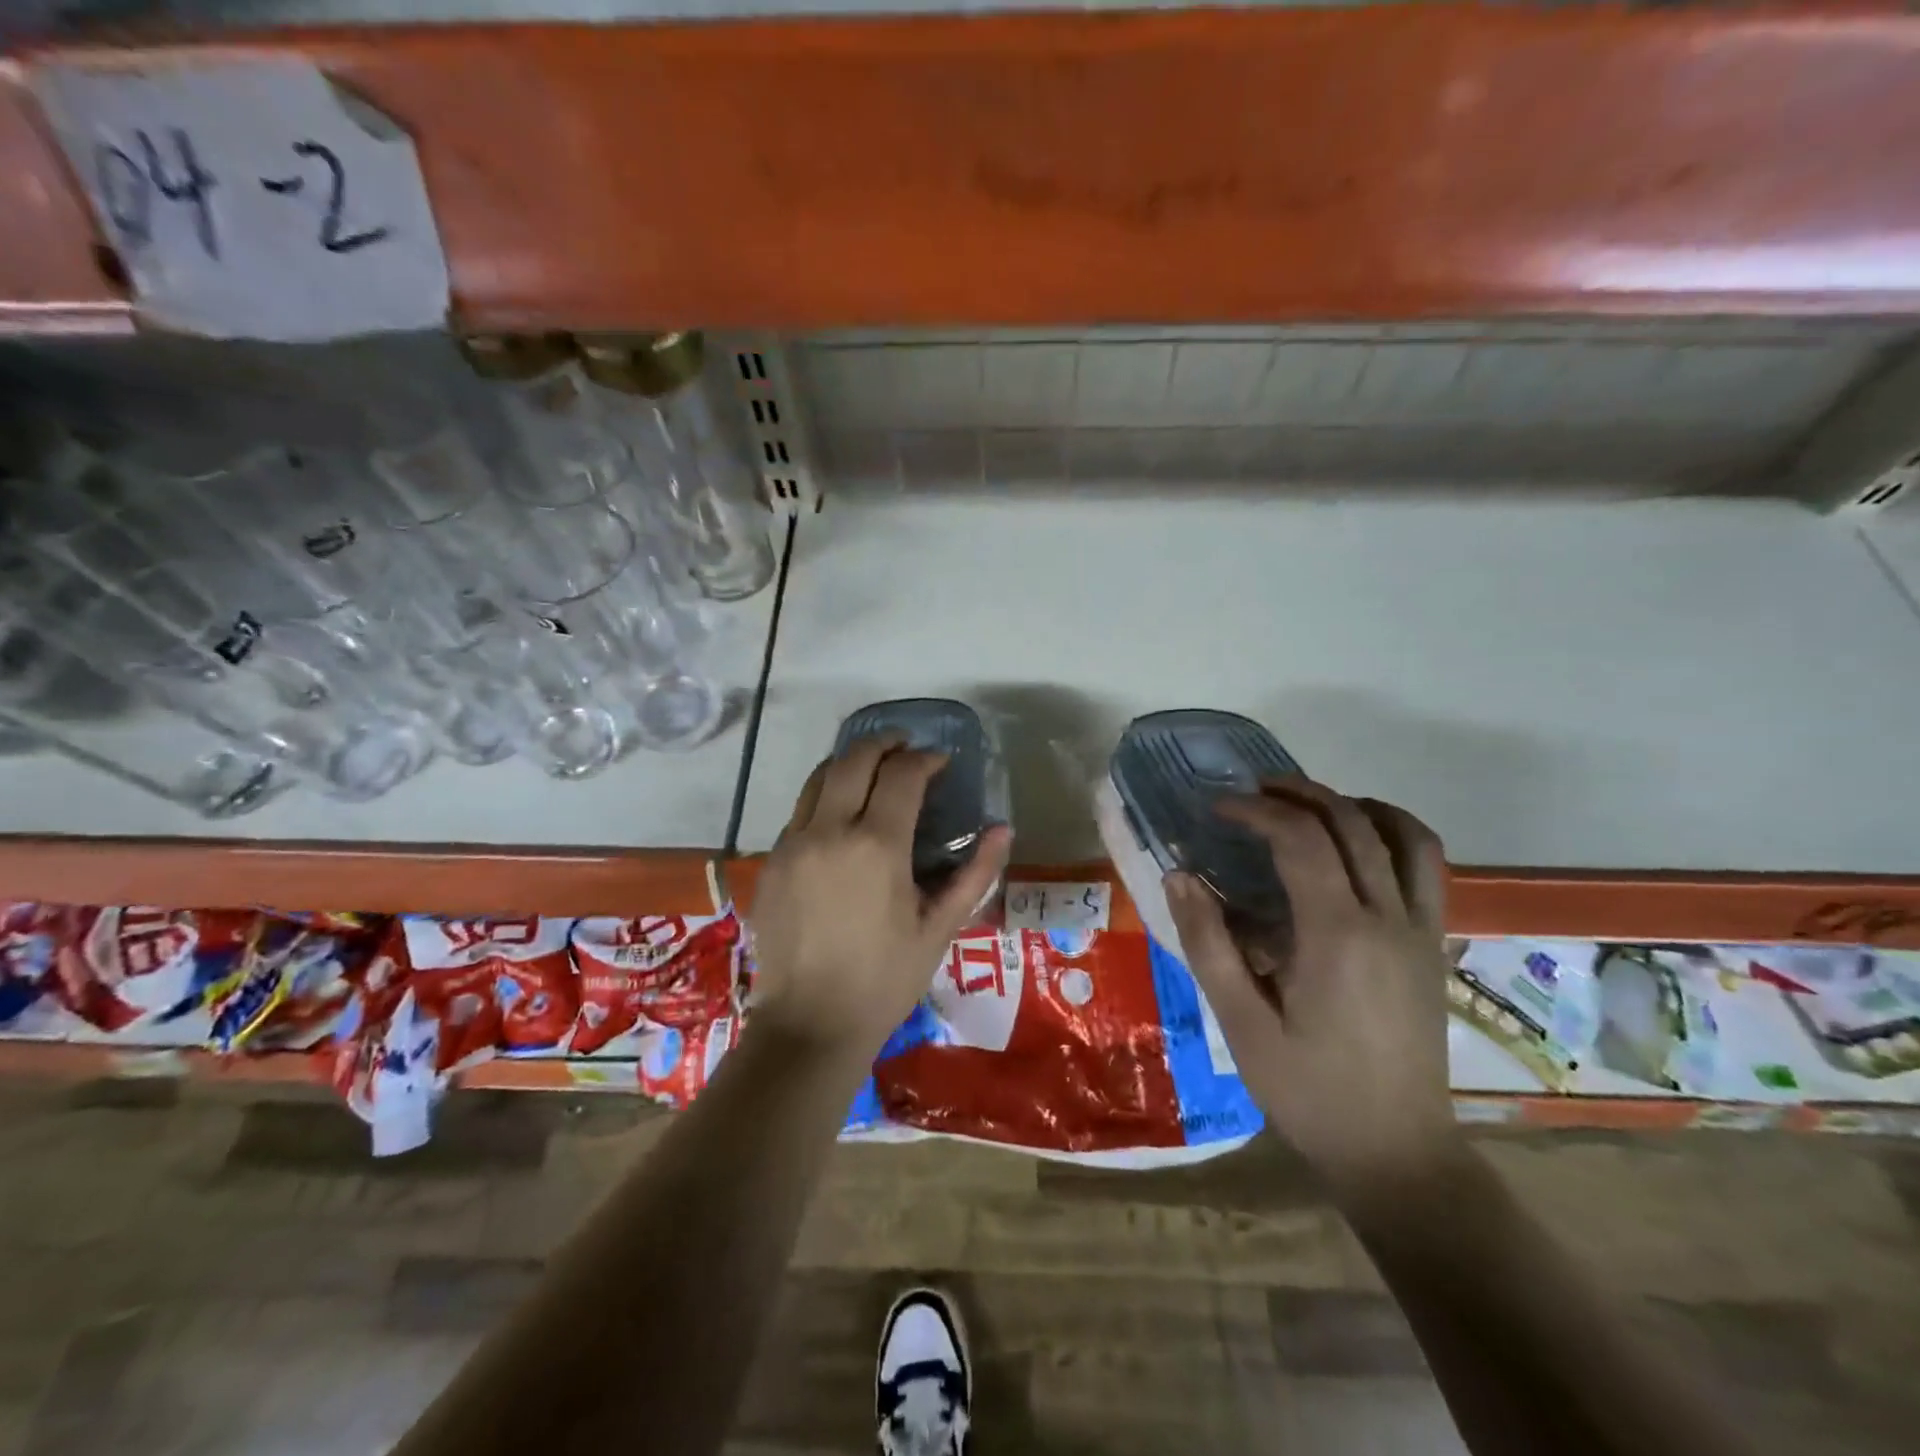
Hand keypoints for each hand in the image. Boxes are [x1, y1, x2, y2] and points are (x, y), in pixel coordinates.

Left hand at [747, 735, 1012, 1063]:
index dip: (925, 759)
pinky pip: (799, 812)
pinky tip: (840, 819)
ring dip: (850, 764)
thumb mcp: (939, 929)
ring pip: (818, 778)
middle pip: (854, 759)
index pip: (902, 774)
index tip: (940, 762)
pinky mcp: (770, 861)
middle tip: (906, 748)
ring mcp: (792, 843)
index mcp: (877, 845)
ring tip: (873, 770)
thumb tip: (1002, 829)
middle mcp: (829, 830)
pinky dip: (824, 798)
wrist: (809, 1025)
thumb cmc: (884, 980)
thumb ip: (975, 873)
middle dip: (884, 744)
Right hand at [1165, 780, 1462, 1199]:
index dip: (1256, 810)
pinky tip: (1355, 845)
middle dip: (1297, 793)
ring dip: (1351, 804)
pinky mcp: (1434, 944)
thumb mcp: (1241, 1022)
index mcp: (1337, 936)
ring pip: (1402, 833)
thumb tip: (1180, 875)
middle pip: (1351, 822)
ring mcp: (1420, 929)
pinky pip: (1425, 865)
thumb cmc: (1308, 1090)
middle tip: (1251, 792)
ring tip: (1306, 806)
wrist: (1396, 1152)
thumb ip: (1208, 943)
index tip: (1216, 809)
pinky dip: (1392, 832)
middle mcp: (1387, 918)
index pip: (1301, 839)